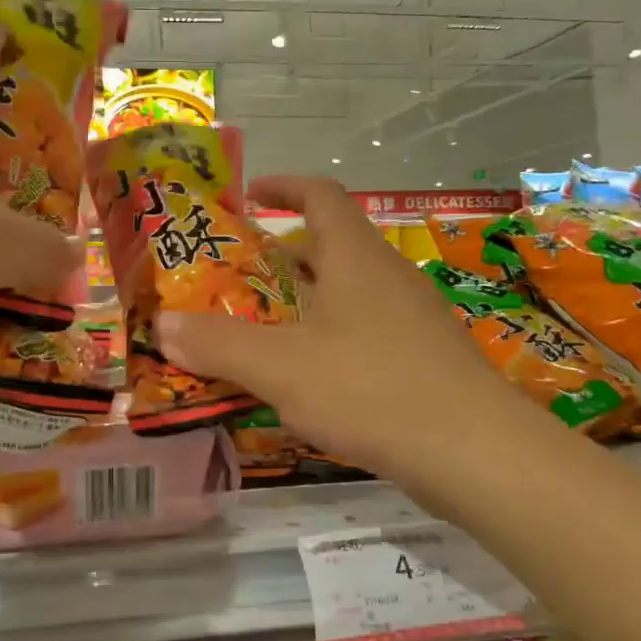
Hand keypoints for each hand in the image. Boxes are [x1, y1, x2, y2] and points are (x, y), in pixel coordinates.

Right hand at [155, 176, 519, 480]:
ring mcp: (415, 317)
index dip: (284, 186)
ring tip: (267, 329)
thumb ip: (218, 344)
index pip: (321, 195)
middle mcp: (389, 275)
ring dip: (309, 299)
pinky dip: (333, 337)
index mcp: (355, 257)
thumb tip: (163, 325)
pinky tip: (314, 379)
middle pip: (334, 245)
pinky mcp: (428, 358)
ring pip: (352, 291)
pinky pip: (369, 330)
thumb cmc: (371, 388)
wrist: (477, 453)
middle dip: (285, 254)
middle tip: (240, 276)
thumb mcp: (280, 367)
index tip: (249, 196)